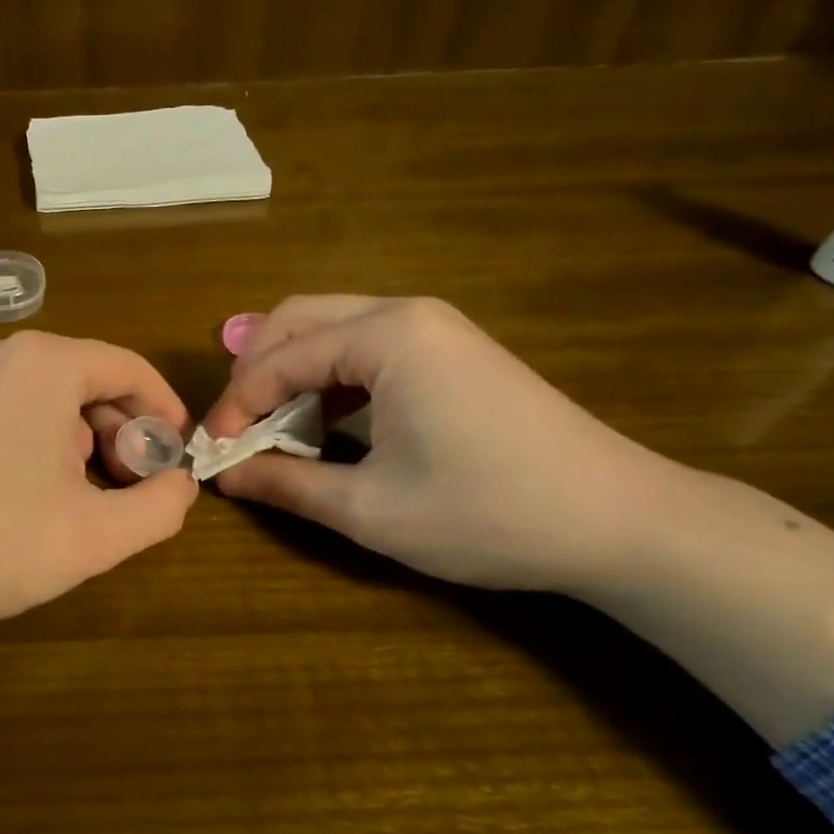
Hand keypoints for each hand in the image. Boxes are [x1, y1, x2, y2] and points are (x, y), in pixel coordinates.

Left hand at [0, 331, 196, 688]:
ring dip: (85, 449)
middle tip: (132, 492)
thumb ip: (160, 507)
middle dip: (124, 436)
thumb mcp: (96, 535)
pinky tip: (37, 501)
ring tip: (85, 506)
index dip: (165, 412)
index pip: (129, 369)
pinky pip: (17, 417)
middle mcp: (5, 357)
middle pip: (91, 384)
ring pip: (54, 405)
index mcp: (47, 364)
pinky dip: (44, 450)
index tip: (178, 459)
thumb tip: (180, 484)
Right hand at [203, 295, 661, 591]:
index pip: (278, 358)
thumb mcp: (371, 509)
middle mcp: (405, 313)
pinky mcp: (451, 351)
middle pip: (297, 320)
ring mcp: (434, 328)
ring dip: (289, 373)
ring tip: (272, 429)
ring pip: (330, 329)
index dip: (235, 406)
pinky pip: (365, 347)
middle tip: (237, 430)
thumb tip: (225, 476)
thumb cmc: (487, 513)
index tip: (211, 452)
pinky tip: (324, 423)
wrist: (621, 521)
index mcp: (385, 337)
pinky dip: (328, 378)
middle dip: (254, 373)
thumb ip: (286, 486)